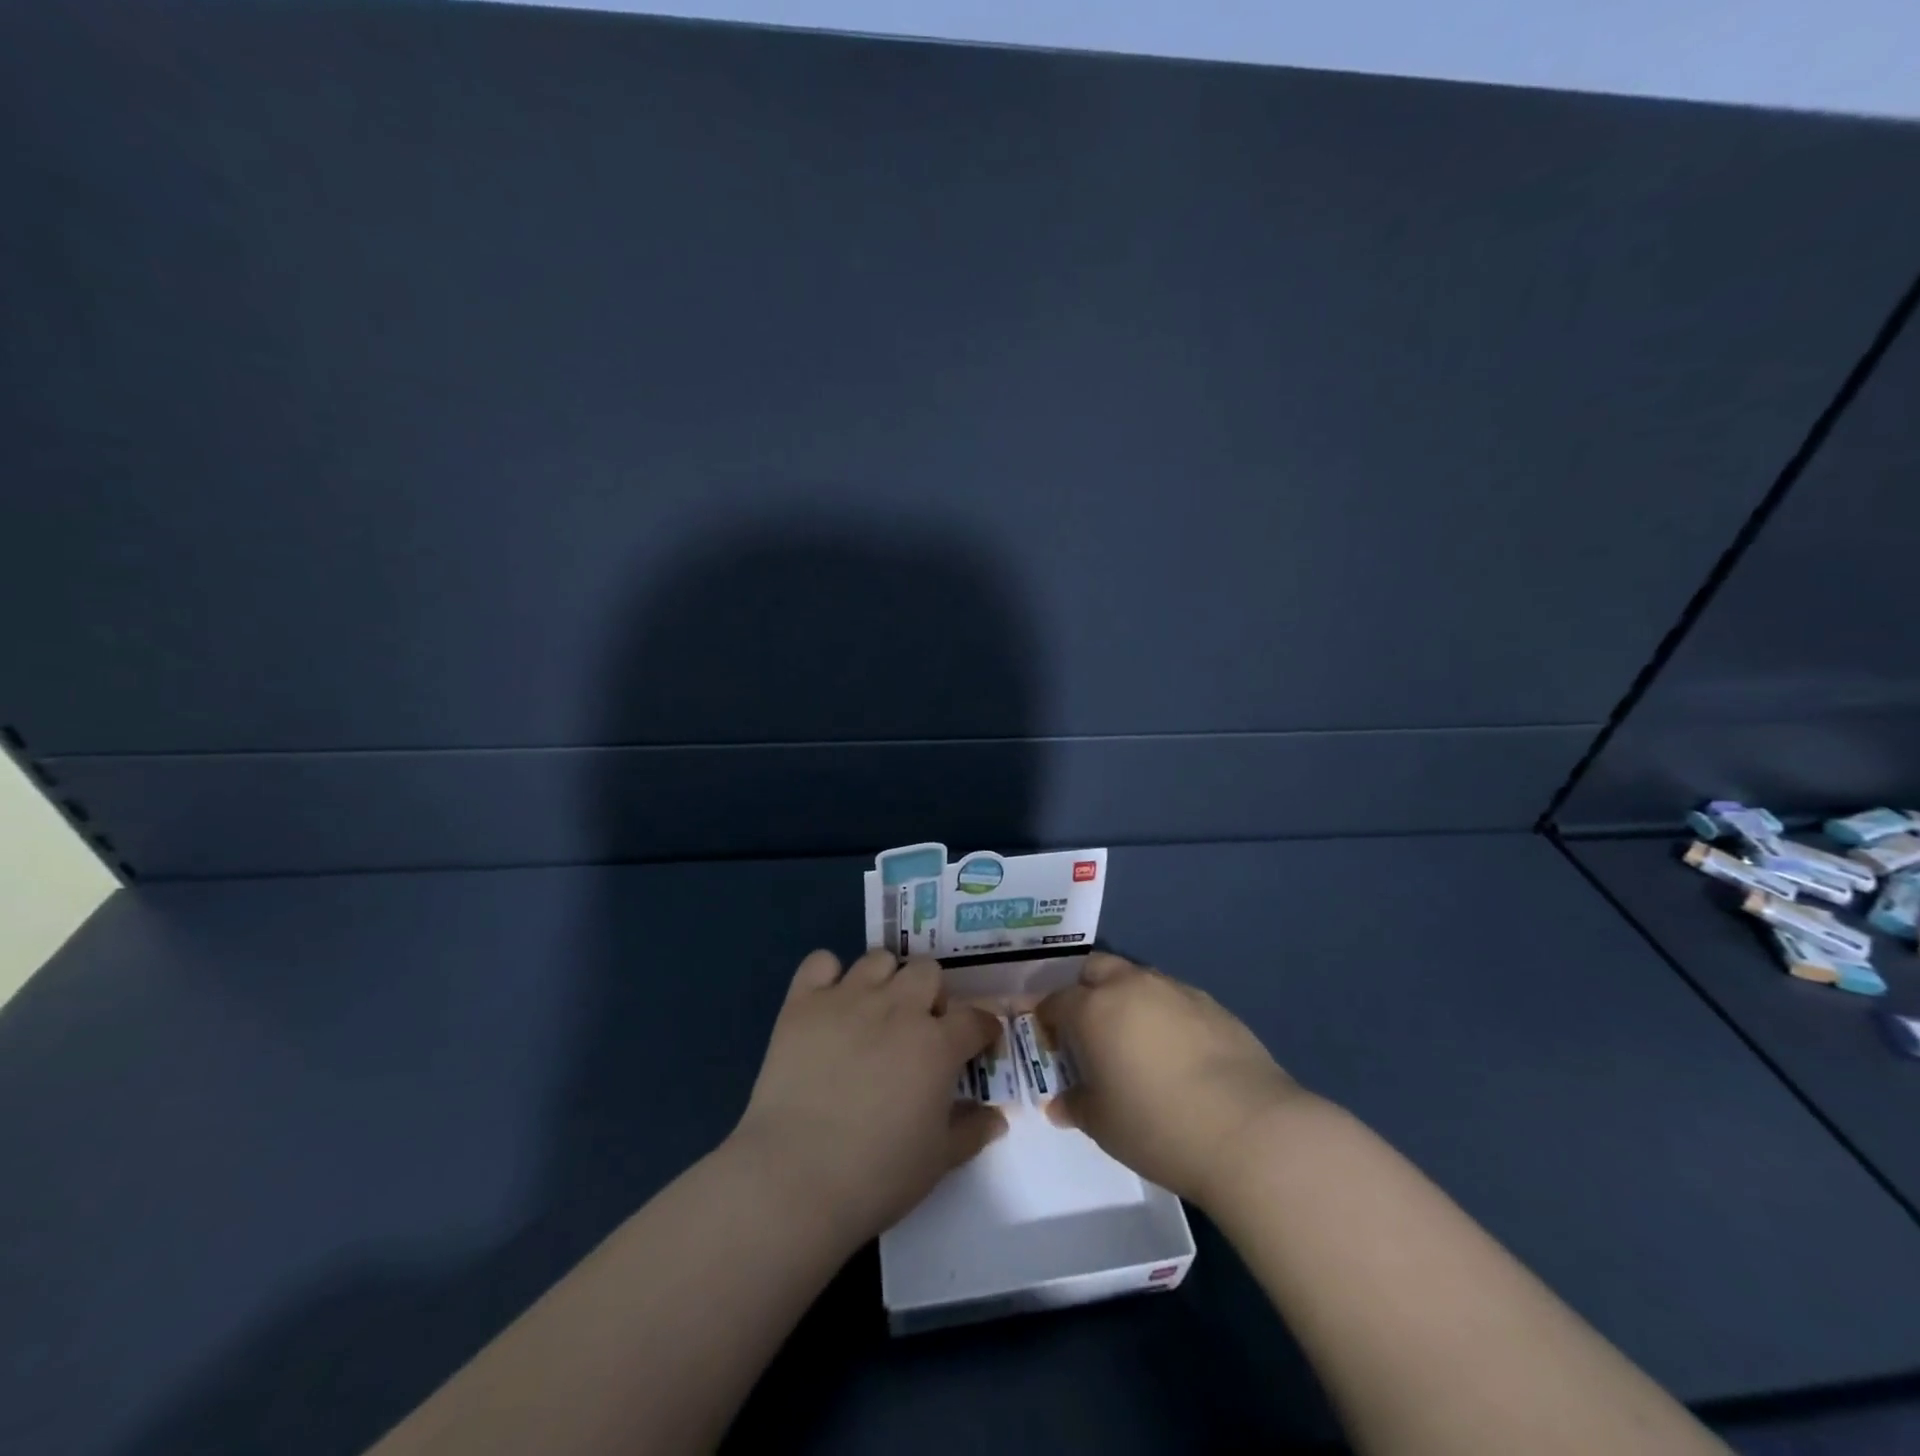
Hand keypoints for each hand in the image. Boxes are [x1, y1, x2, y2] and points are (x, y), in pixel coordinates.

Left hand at [730, 949, 1007, 1246]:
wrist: (794, 1178)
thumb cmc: (877, 1175)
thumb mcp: (938, 1161)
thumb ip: (971, 1131)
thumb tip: (997, 1118)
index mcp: (937, 1044)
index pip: (976, 1018)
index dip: (982, 1030)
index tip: (978, 1045)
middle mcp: (897, 1008)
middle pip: (928, 971)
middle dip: (932, 994)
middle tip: (920, 1028)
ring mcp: (848, 998)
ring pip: (879, 959)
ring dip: (885, 980)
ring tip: (875, 1011)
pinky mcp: (803, 1003)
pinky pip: (820, 962)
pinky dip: (827, 975)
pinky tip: (828, 1004)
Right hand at [1038, 953, 1305, 1209]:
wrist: (1249, 1130)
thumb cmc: (1158, 1126)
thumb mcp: (1102, 1125)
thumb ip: (1075, 1105)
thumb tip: (1060, 1102)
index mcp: (1094, 1008)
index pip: (1054, 1000)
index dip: (1044, 1019)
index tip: (1046, 1042)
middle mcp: (1131, 986)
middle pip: (1093, 970)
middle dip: (1081, 990)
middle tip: (1084, 1029)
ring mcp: (1175, 990)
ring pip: (1136, 979)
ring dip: (1123, 998)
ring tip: (1131, 1040)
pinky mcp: (1212, 1004)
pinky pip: (1171, 998)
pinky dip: (1161, 1013)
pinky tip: (1173, 1051)